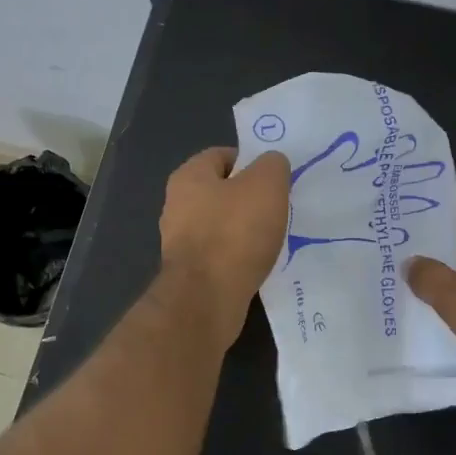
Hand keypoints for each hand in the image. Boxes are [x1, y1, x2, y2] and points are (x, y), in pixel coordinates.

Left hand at [157, 146, 290, 343]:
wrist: (207, 299)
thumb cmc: (234, 233)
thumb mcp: (265, 185)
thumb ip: (272, 166)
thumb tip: (270, 165)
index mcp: (188, 177)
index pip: (222, 155)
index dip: (251, 162)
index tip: (276, 179)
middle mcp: (177, 205)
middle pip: (221, 191)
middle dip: (250, 197)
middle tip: (278, 207)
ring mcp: (179, 240)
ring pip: (220, 224)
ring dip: (245, 229)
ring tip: (273, 237)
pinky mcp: (189, 271)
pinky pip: (219, 253)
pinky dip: (238, 255)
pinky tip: (257, 263)